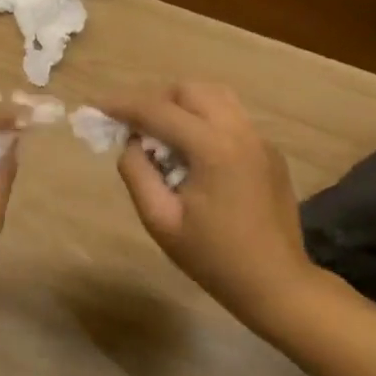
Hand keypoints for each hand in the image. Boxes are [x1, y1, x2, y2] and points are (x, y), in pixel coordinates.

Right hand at [102, 83, 315, 326]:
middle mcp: (240, 131)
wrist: (277, 284)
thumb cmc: (214, 258)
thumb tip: (132, 143)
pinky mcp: (270, 152)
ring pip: (216, 97)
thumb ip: (137, 174)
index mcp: (213, 148)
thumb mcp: (161, 221)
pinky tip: (195, 155)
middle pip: (191, 91)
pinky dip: (206, 121)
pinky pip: (233, 119)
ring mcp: (260, 140)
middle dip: (157, 100)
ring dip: (184, 106)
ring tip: (163, 135)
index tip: (98, 106)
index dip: (123, 105)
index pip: (159, 111)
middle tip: (135, 127)